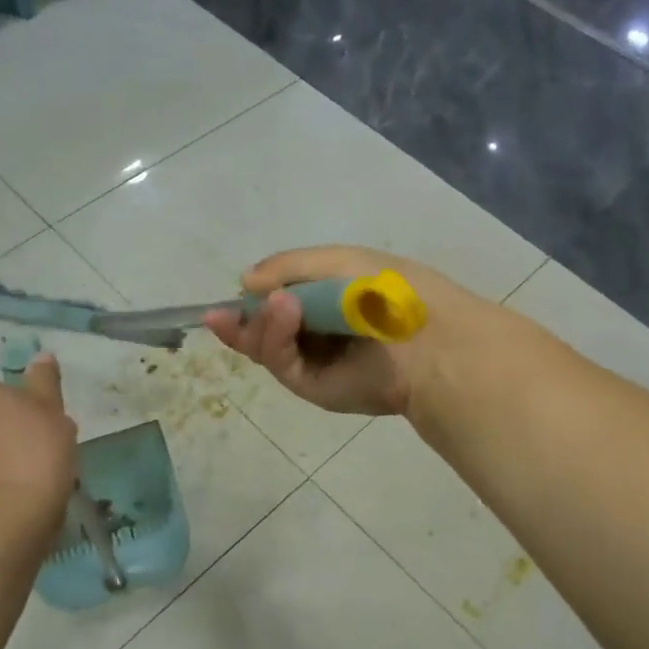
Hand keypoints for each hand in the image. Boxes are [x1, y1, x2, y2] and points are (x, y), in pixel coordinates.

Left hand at [0, 354, 77, 523]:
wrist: (14, 511)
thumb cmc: (38, 449)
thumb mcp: (51, 408)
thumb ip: (45, 381)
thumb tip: (40, 356)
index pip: (0, 389)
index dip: (25, 400)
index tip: (47, 416)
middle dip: (18, 427)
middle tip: (51, 441)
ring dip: (13, 452)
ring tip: (44, 468)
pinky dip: (7, 476)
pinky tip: (30, 488)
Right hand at [204, 246, 477, 417]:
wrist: (427, 340)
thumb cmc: (387, 291)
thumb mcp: (337, 261)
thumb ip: (288, 266)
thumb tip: (245, 282)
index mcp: (330, 299)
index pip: (280, 298)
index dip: (254, 296)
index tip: (231, 292)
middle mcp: (319, 331)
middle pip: (264, 328)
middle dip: (242, 320)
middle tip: (221, 314)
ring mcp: (316, 361)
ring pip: (266, 347)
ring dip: (260, 324)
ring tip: (276, 304)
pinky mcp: (314, 387)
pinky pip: (282, 363)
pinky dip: (274, 338)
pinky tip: (282, 313)